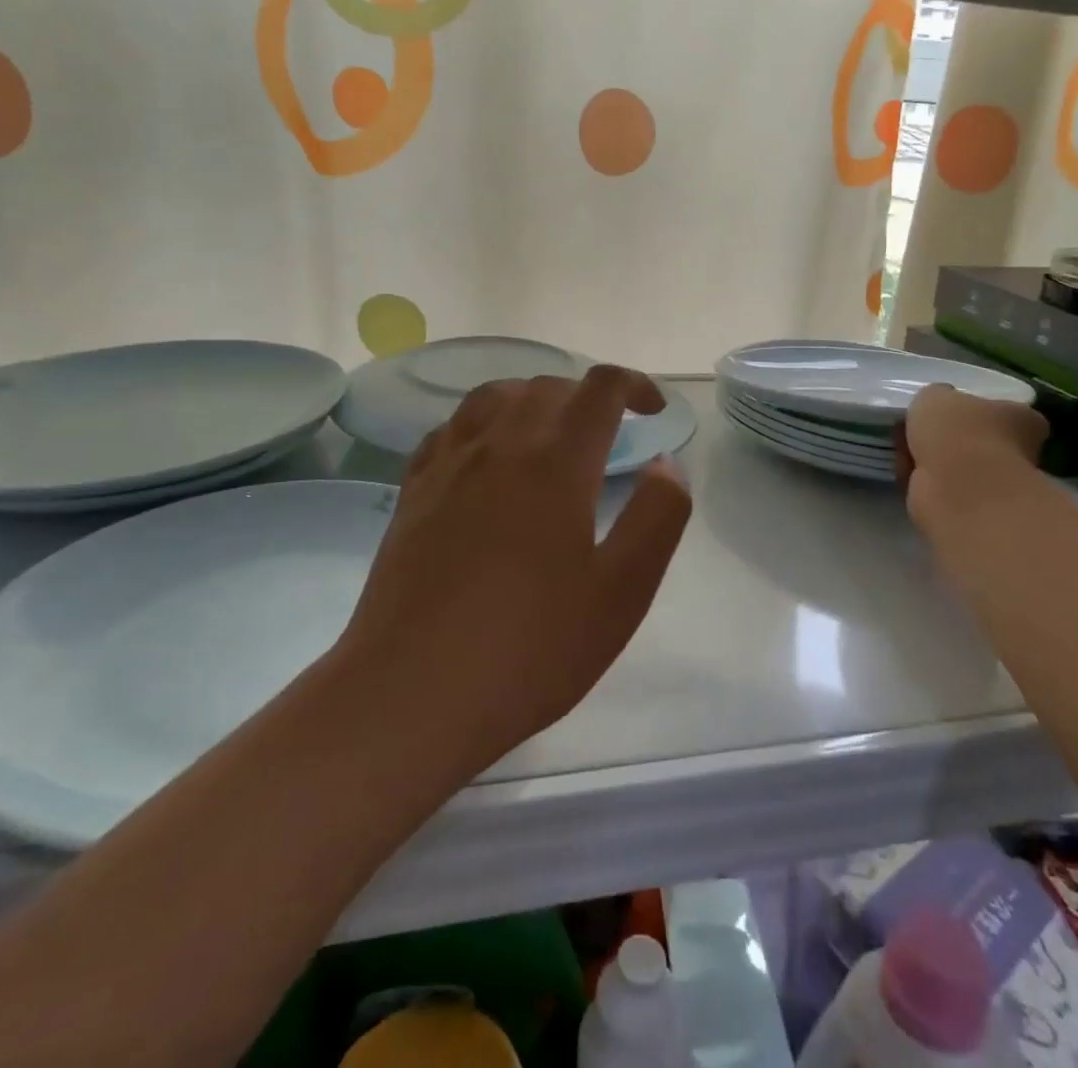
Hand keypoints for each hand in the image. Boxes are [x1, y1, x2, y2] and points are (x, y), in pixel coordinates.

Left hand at [334, 365, 692, 776]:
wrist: (411, 693)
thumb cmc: (529, 648)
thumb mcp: (621, 593)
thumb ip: (657, 517)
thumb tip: (665, 464)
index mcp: (555, 463)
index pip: (599, 390)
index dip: (633, 385)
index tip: (652, 410)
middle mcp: (498, 445)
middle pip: (547, 387)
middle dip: (587, 396)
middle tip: (610, 433)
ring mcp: (448, 465)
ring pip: (494, 397)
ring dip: (533, 399)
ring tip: (551, 432)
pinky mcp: (413, 491)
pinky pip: (452, 429)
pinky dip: (483, 423)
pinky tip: (487, 457)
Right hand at [897, 384, 1047, 531]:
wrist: (957, 488)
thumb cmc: (957, 432)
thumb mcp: (935, 395)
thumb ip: (936, 398)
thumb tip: (936, 407)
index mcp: (1022, 418)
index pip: (1002, 411)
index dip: (970, 410)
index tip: (942, 413)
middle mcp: (1019, 452)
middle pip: (975, 440)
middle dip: (945, 439)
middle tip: (915, 431)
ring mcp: (998, 485)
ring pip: (956, 466)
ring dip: (930, 461)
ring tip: (905, 452)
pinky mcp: (973, 510)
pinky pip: (942, 489)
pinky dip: (924, 482)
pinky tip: (907, 475)